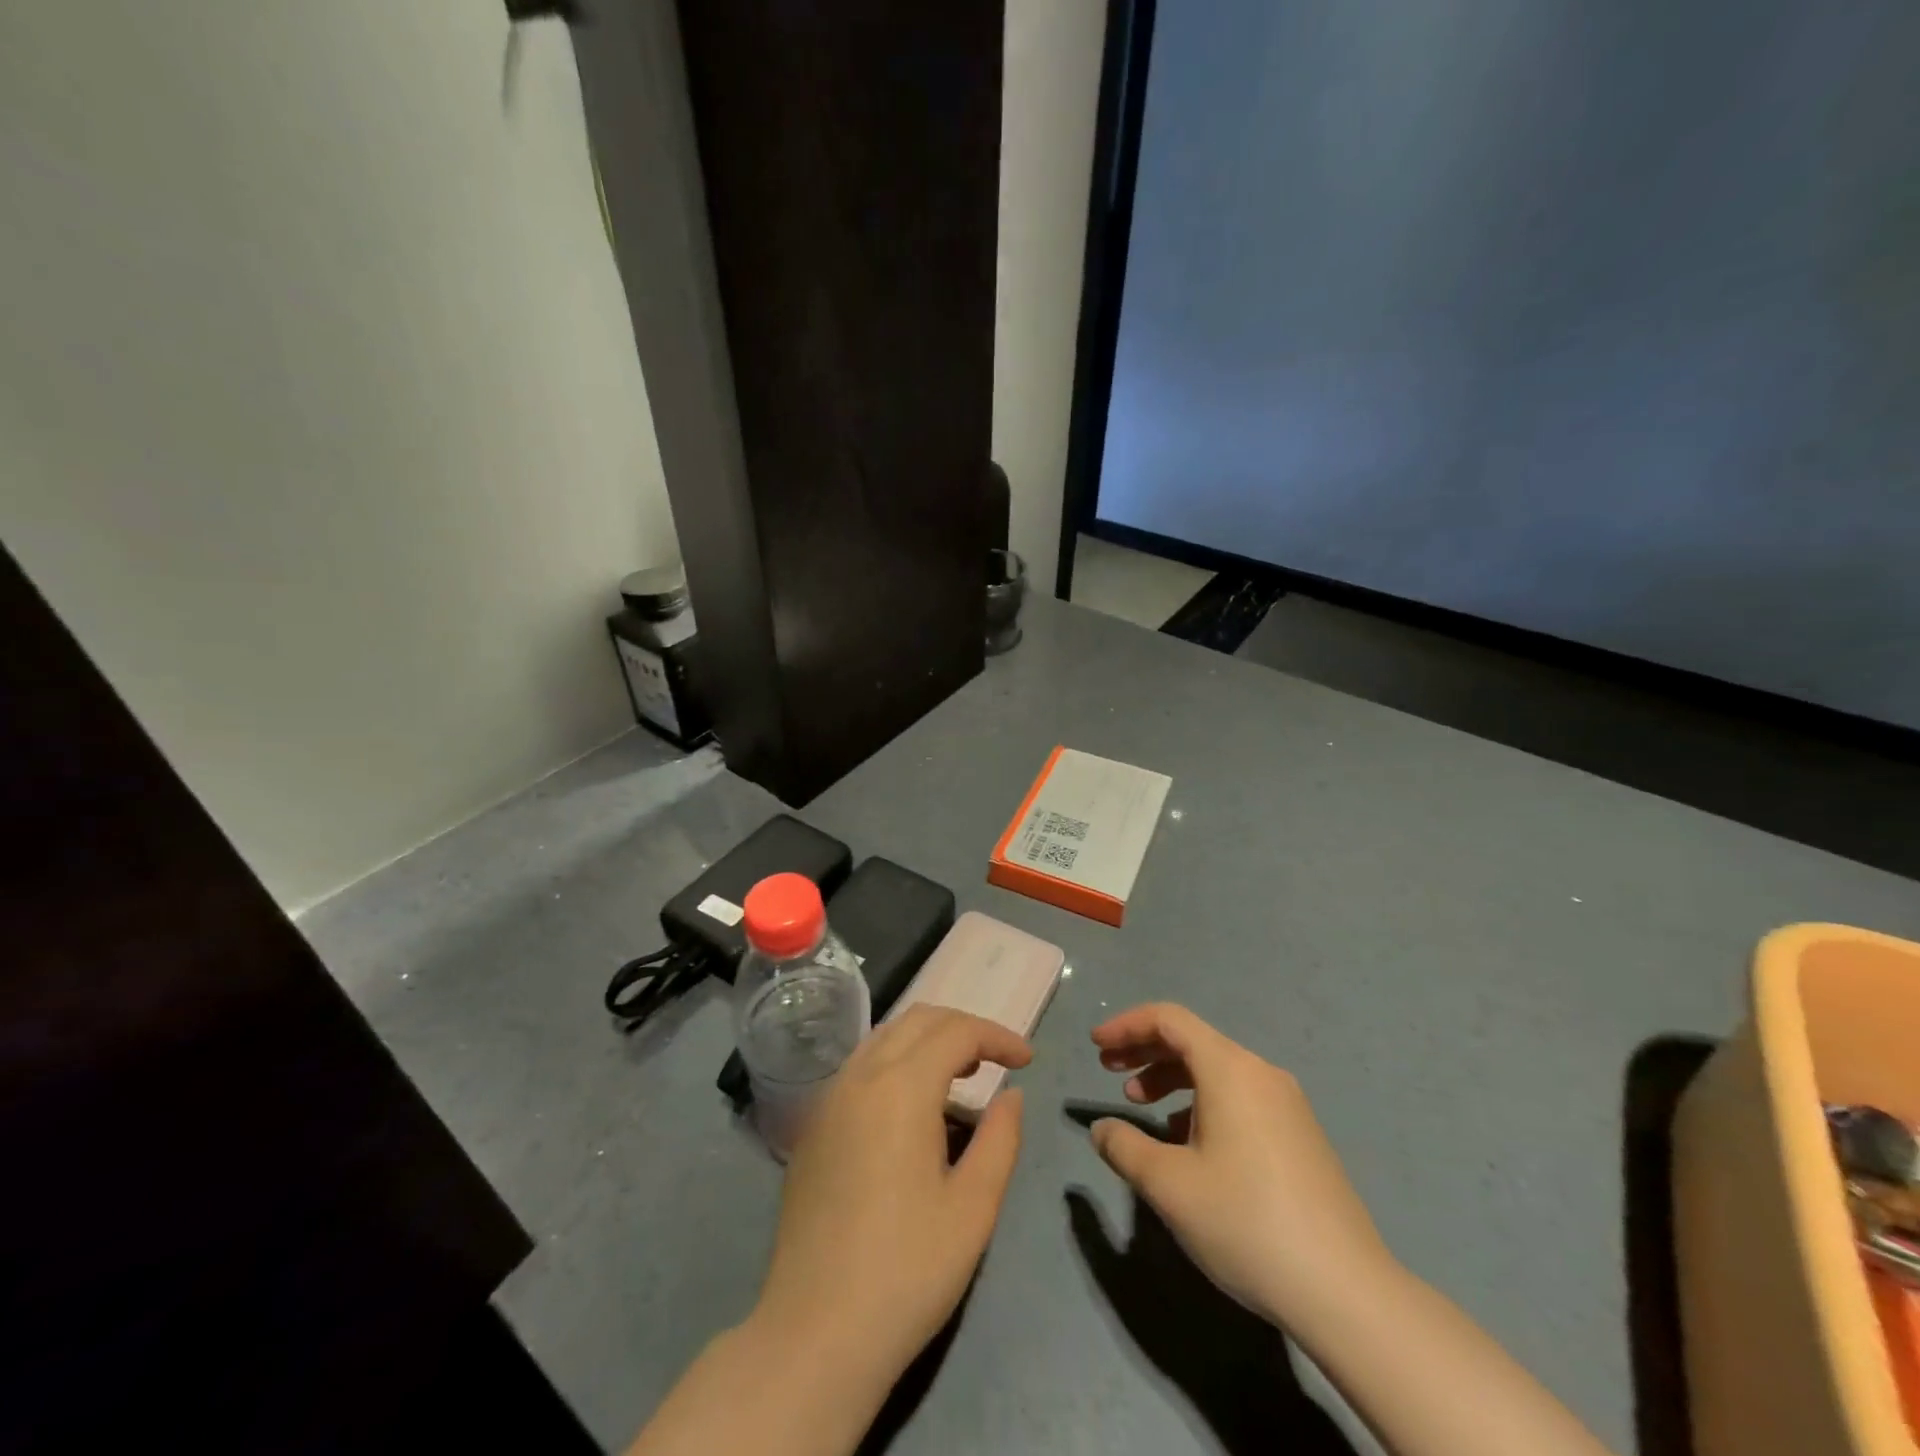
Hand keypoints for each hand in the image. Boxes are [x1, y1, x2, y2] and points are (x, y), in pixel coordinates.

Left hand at [752, 1005, 1032, 1396]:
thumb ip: (1000, 1138)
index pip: (956, 1032)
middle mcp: (860, 1076)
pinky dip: (897, 1062)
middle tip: (998, 1061)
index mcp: (901, 1087)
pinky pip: (862, 1066)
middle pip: (918, 1020)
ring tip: (962, 1077)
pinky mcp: (814, 1125)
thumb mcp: (973, 1208)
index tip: (1027, 1061)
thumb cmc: (906, 1271)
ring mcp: (829, 1098)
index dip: (997, 1036)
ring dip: (928, 1041)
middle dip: (964, 1028)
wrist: (815, 1333)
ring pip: (885, 1037)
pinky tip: (913, 1106)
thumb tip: (1011, 1095)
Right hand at [1087, 1002, 1392, 1329]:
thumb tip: (1102, 1129)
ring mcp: (1287, 1104)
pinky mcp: (1300, 1135)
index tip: (1095, 1046)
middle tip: (1109, 1071)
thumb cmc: (1245, 1221)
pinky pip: (1239, 1097)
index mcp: (1230, 1069)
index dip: (1127, 1025)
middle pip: (1193, 1040)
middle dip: (1145, 1050)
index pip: (1169, 1020)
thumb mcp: (1168, 1185)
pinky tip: (1187, 1141)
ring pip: (1216, 1070)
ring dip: (1172, 1078)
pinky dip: (1202, 1102)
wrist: (1345, 1291)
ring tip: (1141, 1105)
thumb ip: (1124, 1147)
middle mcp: (1260, 1073)